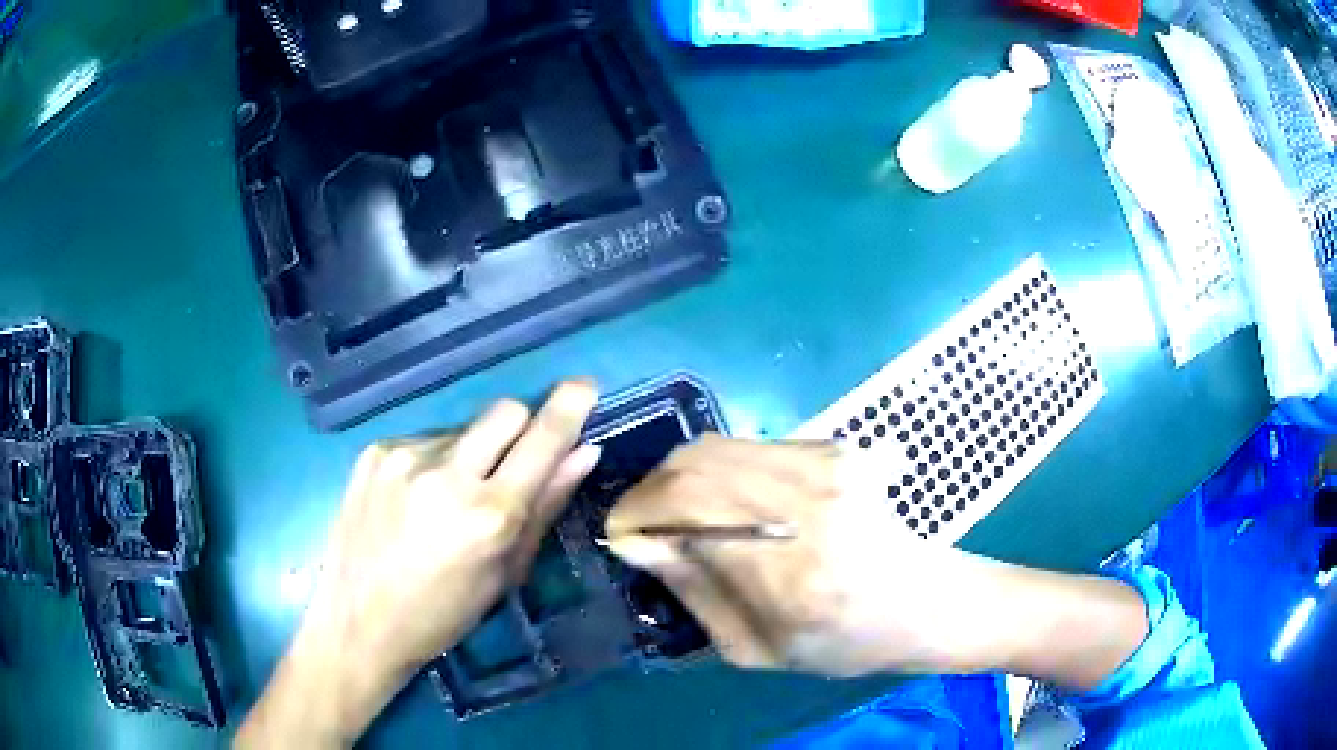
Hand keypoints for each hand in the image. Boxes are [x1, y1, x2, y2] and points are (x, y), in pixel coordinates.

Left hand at [237, 380, 600, 748]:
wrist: (357, 622)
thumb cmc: (442, 615)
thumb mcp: (503, 574)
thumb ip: (544, 508)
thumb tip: (584, 453)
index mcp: (488, 517)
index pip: (541, 441)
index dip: (568, 409)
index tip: (584, 385)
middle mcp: (446, 475)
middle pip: (504, 411)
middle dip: (520, 428)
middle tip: (509, 465)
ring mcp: (403, 457)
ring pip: (462, 429)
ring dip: (470, 453)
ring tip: (445, 501)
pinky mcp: (374, 451)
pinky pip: (424, 439)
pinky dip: (433, 461)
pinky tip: (413, 500)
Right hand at [604, 435, 1147, 683]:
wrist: (921, 601)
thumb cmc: (842, 643)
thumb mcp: (756, 650)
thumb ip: (696, 593)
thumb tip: (642, 543)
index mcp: (791, 575)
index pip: (685, 516)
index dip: (637, 518)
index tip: (621, 536)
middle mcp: (808, 505)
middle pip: (694, 468)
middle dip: (650, 493)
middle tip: (645, 524)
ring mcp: (827, 468)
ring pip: (716, 447)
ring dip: (679, 477)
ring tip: (679, 512)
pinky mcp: (835, 450)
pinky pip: (747, 445)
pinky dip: (717, 469)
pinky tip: (726, 500)